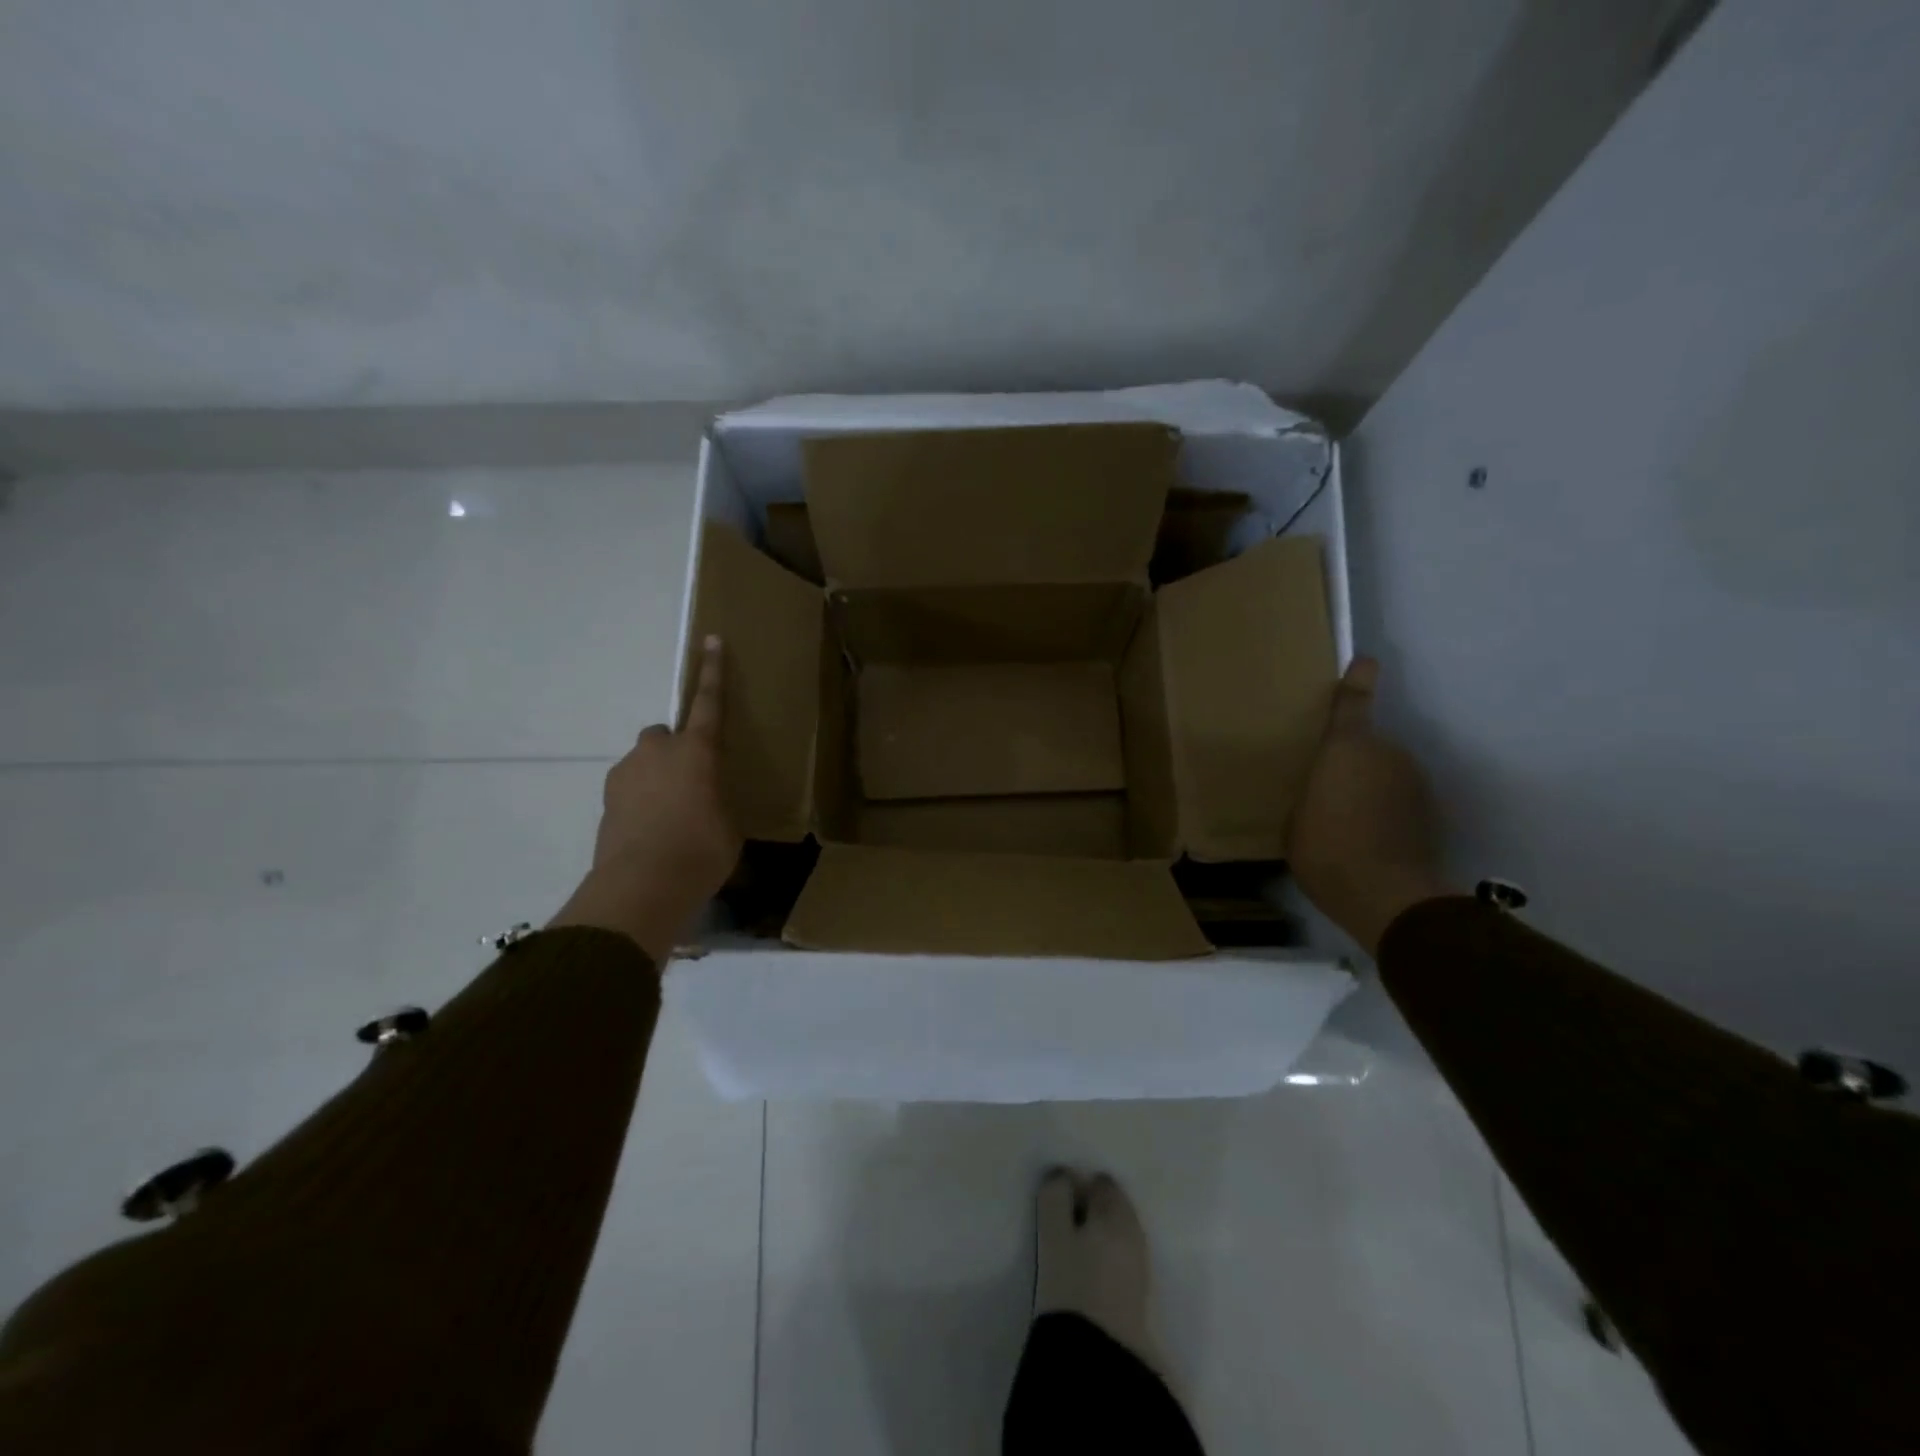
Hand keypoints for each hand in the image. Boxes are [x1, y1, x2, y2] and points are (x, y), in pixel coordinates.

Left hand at [550, 635, 742, 963]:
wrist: (642, 885)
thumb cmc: (702, 850)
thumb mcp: (729, 826)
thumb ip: (718, 803)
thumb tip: (708, 809)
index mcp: (697, 751)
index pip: (708, 702)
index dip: (712, 672)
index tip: (711, 640)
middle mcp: (658, 751)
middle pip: (664, 736)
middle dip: (675, 751)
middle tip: (690, 783)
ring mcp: (626, 775)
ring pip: (644, 765)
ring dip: (657, 781)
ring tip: (671, 820)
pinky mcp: (606, 802)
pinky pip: (630, 792)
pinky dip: (640, 805)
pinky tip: (651, 835)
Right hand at [1287, 657, 1452, 954]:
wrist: (1386, 895)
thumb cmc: (1325, 848)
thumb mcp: (1296, 818)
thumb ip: (1310, 793)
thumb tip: (1320, 793)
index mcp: (1346, 749)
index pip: (1353, 704)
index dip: (1358, 681)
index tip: (1365, 662)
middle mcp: (1387, 754)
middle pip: (1367, 747)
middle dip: (1351, 763)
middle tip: (1327, 792)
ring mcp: (1414, 782)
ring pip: (1385, 774)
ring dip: (1370, 788)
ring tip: (1348, 823)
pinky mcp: (1430, 811)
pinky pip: (1399, 800)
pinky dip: (1387, 812)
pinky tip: (1369, 840)